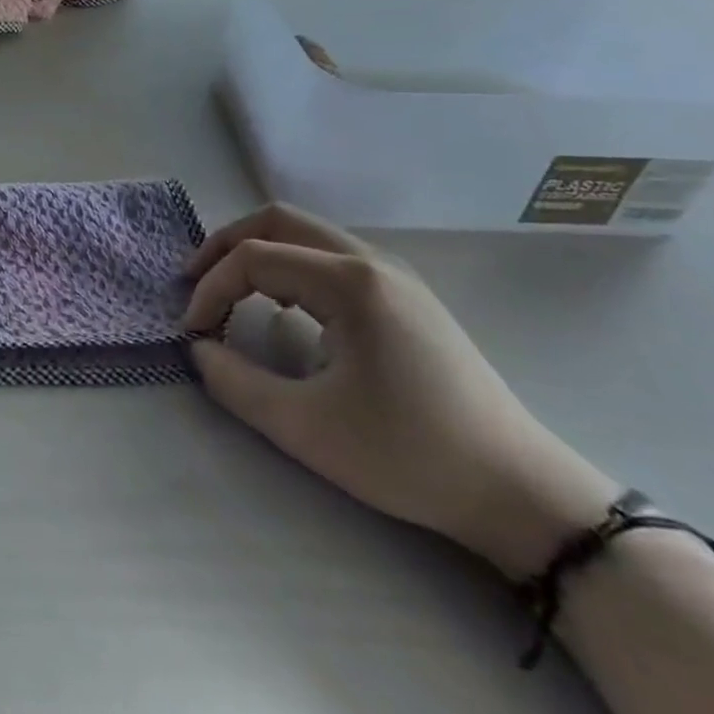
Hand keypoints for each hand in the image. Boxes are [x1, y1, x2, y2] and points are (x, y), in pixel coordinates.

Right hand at [185, 205, 619, 578]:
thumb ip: (235, 383)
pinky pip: (329, 258)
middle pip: (279, 220)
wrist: (519, 492)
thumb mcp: (306, 428)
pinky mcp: (404, 297)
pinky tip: (281, 308)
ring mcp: (393, 276)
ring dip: (258, 253)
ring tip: (229, 292)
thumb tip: (199, 349)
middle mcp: (370, 261)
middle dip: (225, 245)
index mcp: (350, 282)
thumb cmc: (409, 455)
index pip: (255, 257)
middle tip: (194, 282)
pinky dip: (289, 268)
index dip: (212, 289)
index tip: (194, 332)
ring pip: (305, 235)